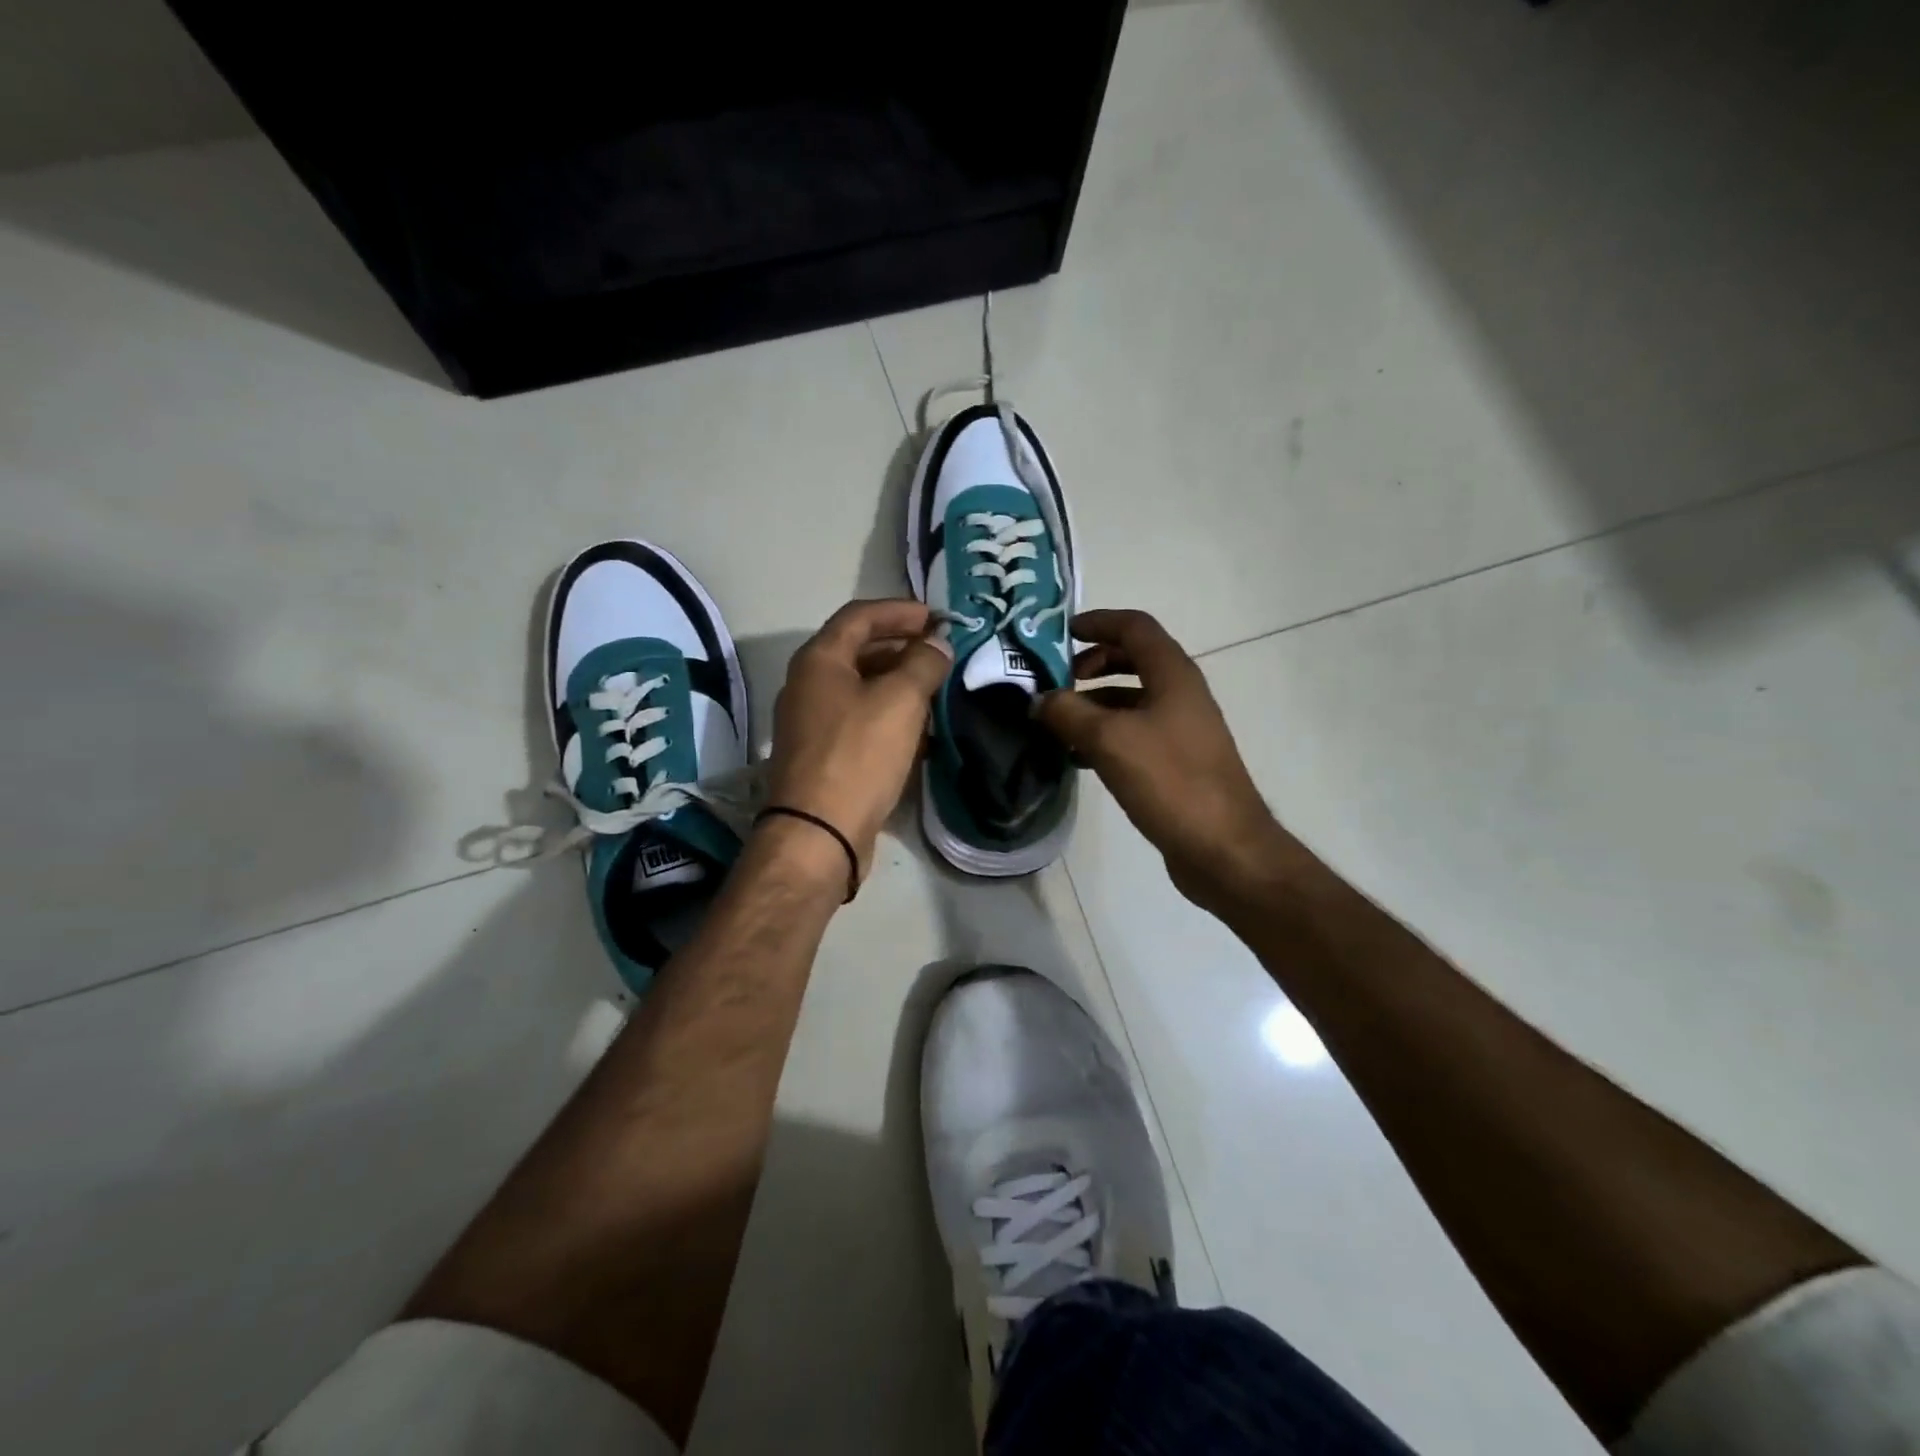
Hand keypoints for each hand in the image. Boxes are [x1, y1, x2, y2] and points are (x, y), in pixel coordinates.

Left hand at [764, 600, 952, 883]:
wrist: (818, 833)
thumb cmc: (859, 755)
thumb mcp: (900, 700)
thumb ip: (923, 663)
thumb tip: (937, 644)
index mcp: (819, 660)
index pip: (860, 615)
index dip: (902, 611)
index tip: (940, 619)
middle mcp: (808, 684)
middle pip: (859, 650)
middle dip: (903, 647)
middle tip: (942, 654)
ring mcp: (811, 722)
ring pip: (861, 688)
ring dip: (898, 683)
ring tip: (936, 689)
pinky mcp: (822, 755)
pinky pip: (859, 720)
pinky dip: (888, 715)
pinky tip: (918, 730)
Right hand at [1036, 609, 1294, 916]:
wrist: (1223, 848)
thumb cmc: (1170, 781)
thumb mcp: (1109, 740)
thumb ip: (1068, 713)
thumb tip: (1038, 700)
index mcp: (1172, 675)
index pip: (1134, 627)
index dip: (1097, 621)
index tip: (1061, 632)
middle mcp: (1180, 694)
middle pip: (1133, 660)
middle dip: (1092, 663)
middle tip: (1057, 681)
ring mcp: (1181, 729)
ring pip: (1131, 700)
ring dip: (1094, 702)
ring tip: (1057, 722)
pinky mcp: (1176, 762)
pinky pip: (1134, 733)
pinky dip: (1105, 735)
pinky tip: (1077, 757)